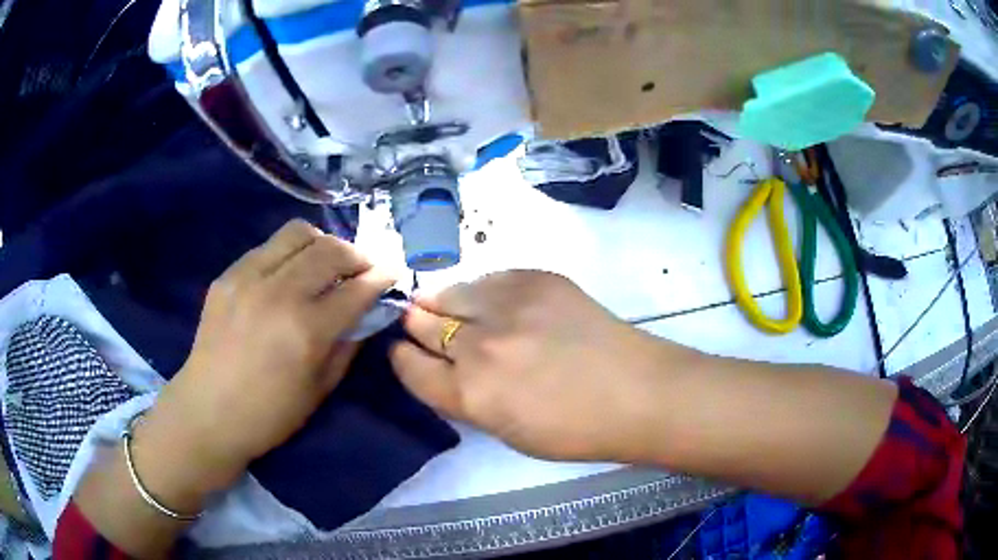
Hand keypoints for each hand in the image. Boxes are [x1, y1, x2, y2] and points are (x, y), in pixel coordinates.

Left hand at [145, 220, 394, 481]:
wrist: (207, 412)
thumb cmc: (269, 414)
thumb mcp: (320, 389)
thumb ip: (348, 344)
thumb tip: (366, 313)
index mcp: (306, 330)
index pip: (357, 288)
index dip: (381, 277)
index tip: (392, 273)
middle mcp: (279, 293)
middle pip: (331, 249)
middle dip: (357, 254)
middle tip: (362, 269)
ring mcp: (248, 278)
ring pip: (298, 233)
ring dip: (322, 244)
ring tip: (325, 264)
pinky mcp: (228, 275)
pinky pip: (268, 247)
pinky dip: (289, 253)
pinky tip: (288, 275)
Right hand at [390, 271, 685, 461]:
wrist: (635, 392)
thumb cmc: (573, 428)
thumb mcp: (505, 430)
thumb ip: (466, 398)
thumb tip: (442, 365)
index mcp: (469, 395)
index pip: (409, 366)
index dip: (401, 357)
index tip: (402, 350)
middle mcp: (478, 347)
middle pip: (421, 323)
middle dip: (416, 325)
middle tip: (423, 325)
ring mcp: (507, 306)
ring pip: (448, 291)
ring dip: (443, 301)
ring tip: (453, 307)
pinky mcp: (534, 279)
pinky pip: (488, 277)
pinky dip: (481, 290)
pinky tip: (492, 300)